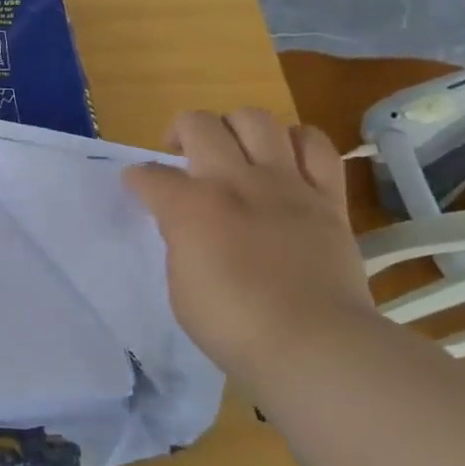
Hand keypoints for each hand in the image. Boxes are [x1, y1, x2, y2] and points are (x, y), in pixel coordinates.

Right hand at [122, 109, 375, 374]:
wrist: (314, 345)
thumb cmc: (232, 325)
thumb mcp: (179, 285)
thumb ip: (179, 241)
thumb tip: (185, 224)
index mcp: (190, 206)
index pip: (149, 174)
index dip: (137, 179)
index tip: (137, 187)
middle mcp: (236, 182)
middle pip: (200, 124)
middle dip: (180, 131)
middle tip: (180, 155)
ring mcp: (286, 185)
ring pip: (256, 119)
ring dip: (236, 128)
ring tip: (233, 150)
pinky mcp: (327, 198)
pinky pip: (316, 146)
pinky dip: (296, 142)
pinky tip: (285, 157)